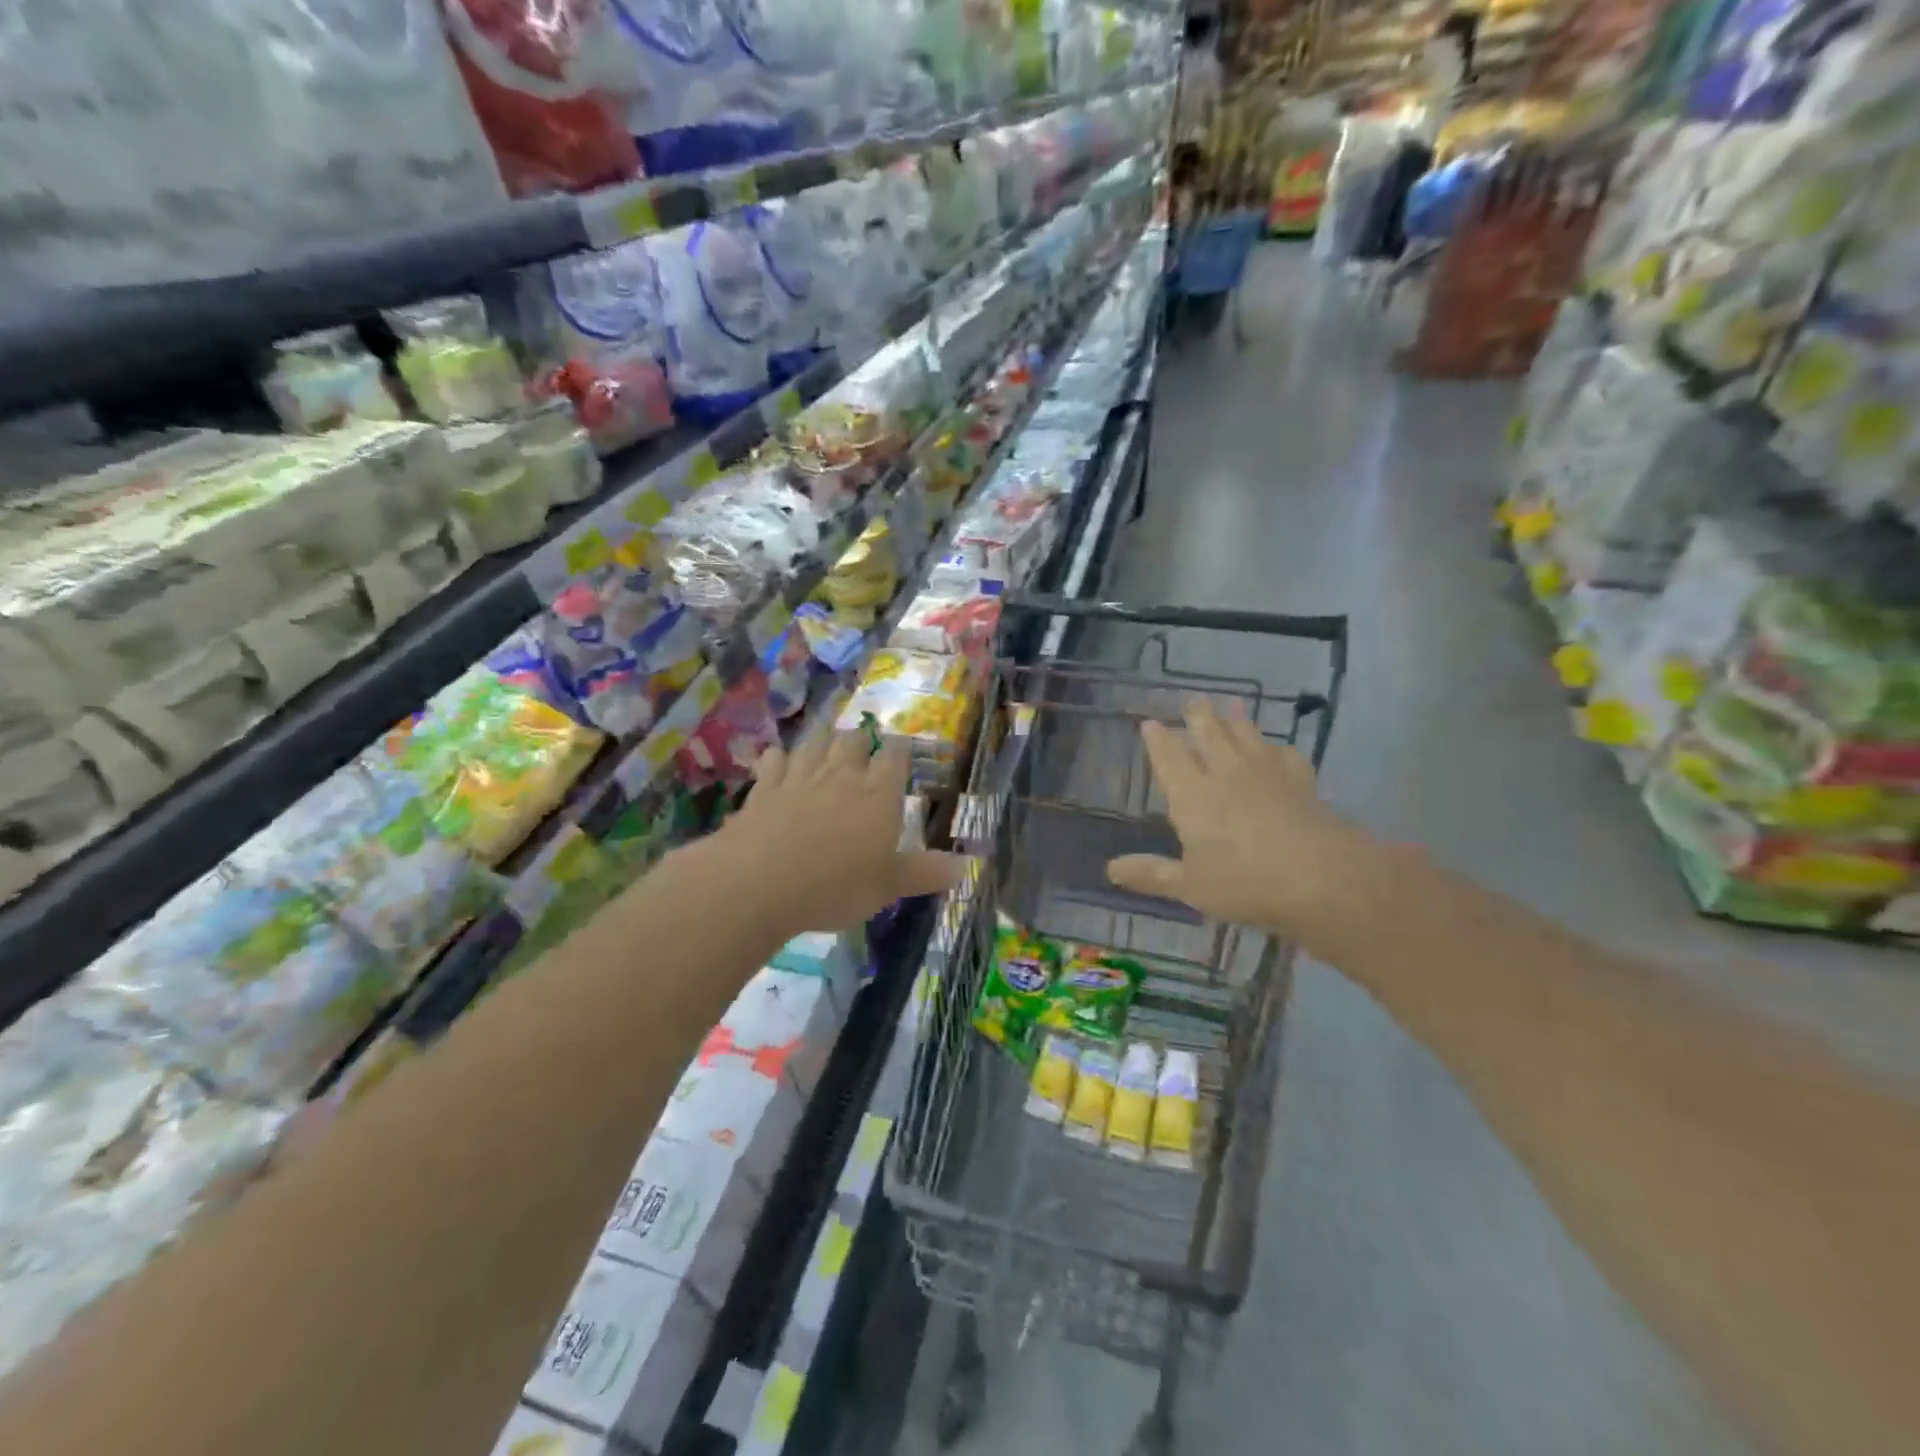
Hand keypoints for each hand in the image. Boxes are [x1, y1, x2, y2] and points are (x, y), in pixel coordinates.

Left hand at [723, 731, 963, 934]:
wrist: (760, 882)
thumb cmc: (836, 886)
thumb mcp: (889, 887)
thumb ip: (926, 873)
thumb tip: (969, 866)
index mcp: (877, 796)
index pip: (894, 759)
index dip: (898, 750)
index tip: (900, 747)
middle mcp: (840, 777)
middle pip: (852, 743)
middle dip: (860, 740)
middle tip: (862, 743)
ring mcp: (798, 779)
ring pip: (814, 746)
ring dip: (822, 741)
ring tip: (826, 742)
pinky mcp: (763, 790)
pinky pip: (773, 763)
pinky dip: (777, 758)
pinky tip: (776, 759)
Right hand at [1107, 699, 1372, 940]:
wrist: (1321, 876)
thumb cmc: (1244, 882)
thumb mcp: (1190, 885)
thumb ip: (1151, 873)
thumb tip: (1110, 869)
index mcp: (1192, 795)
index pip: (1169, 757)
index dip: (1158, 739)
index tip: (1149, 722)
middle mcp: (1226, 774)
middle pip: (1209, 735)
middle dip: (1198, 716)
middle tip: (1193, 699)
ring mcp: (1267, 774)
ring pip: (1247, 736)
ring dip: (1236, 721)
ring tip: (1231, 707)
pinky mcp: (1301, 782)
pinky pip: (1286, 756)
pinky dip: (1278, 748)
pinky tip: (1278, 749)